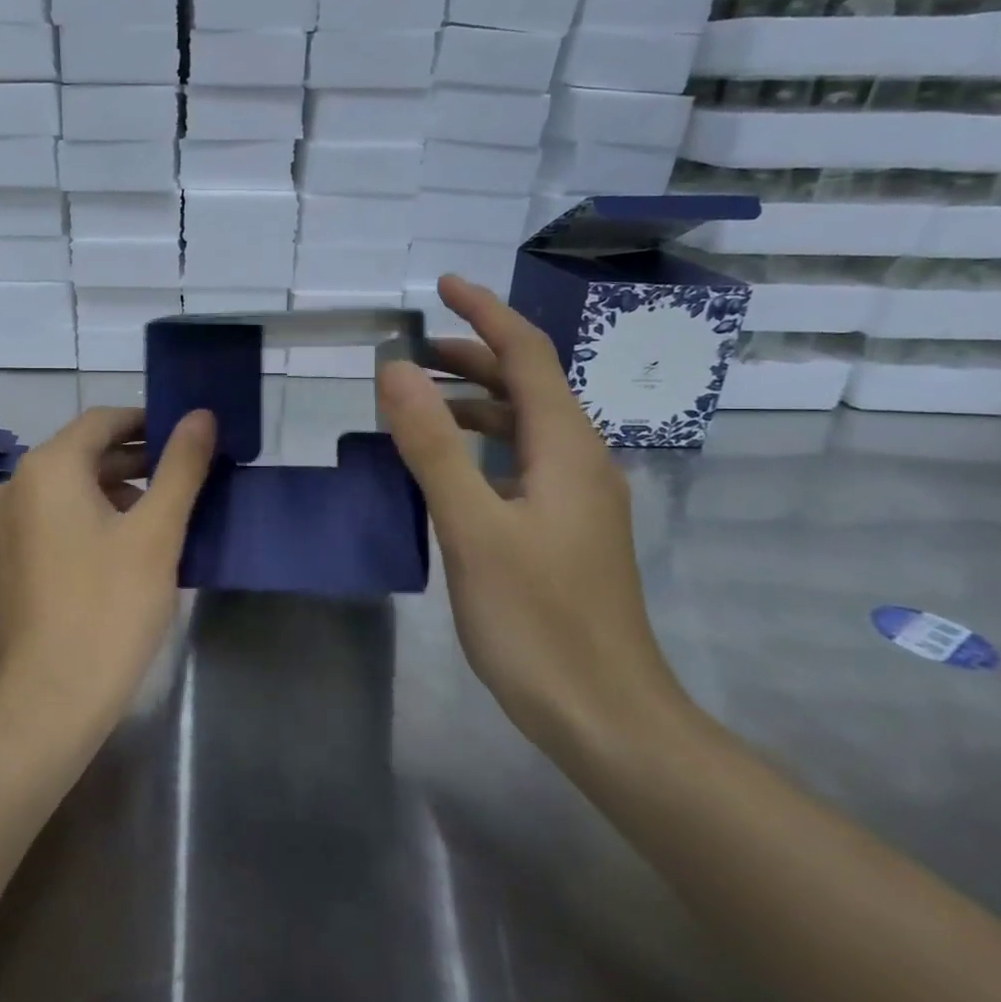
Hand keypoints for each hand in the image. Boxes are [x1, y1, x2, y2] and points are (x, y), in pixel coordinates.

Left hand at [0, 406, 215, 748]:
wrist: (44, 704)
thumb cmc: (108, 610)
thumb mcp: (156, 534)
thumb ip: (181, 467)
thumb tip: (202, 415)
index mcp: (47, 469)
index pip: (103, 421)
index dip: (149, 422)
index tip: (188, 437)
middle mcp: (13, 487)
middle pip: (82, 455)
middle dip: (135, 461)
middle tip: (184, 478)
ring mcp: (0, 528)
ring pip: (66, 492)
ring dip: (113, 493)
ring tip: (159, 516)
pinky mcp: (1, 564)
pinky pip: (49, 523)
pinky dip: (87, 521)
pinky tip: (120, 552)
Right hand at [378, 276, 688, 754]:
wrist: (606, 715)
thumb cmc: (539, 622)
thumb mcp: (473, 528)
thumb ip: (432, 446)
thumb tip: (394, 370)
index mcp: (566, 449)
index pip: (528, 355)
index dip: (486, 313)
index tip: (442, 286)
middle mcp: (578, 462)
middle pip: (527, 385)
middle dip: (472, 356)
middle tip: (410, 352)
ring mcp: (573, 499)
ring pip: (522, 427)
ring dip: (472, 402)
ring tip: (415, 403)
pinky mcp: (561, 530)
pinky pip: (517, 464)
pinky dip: (478, 446)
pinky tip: (444, 468)